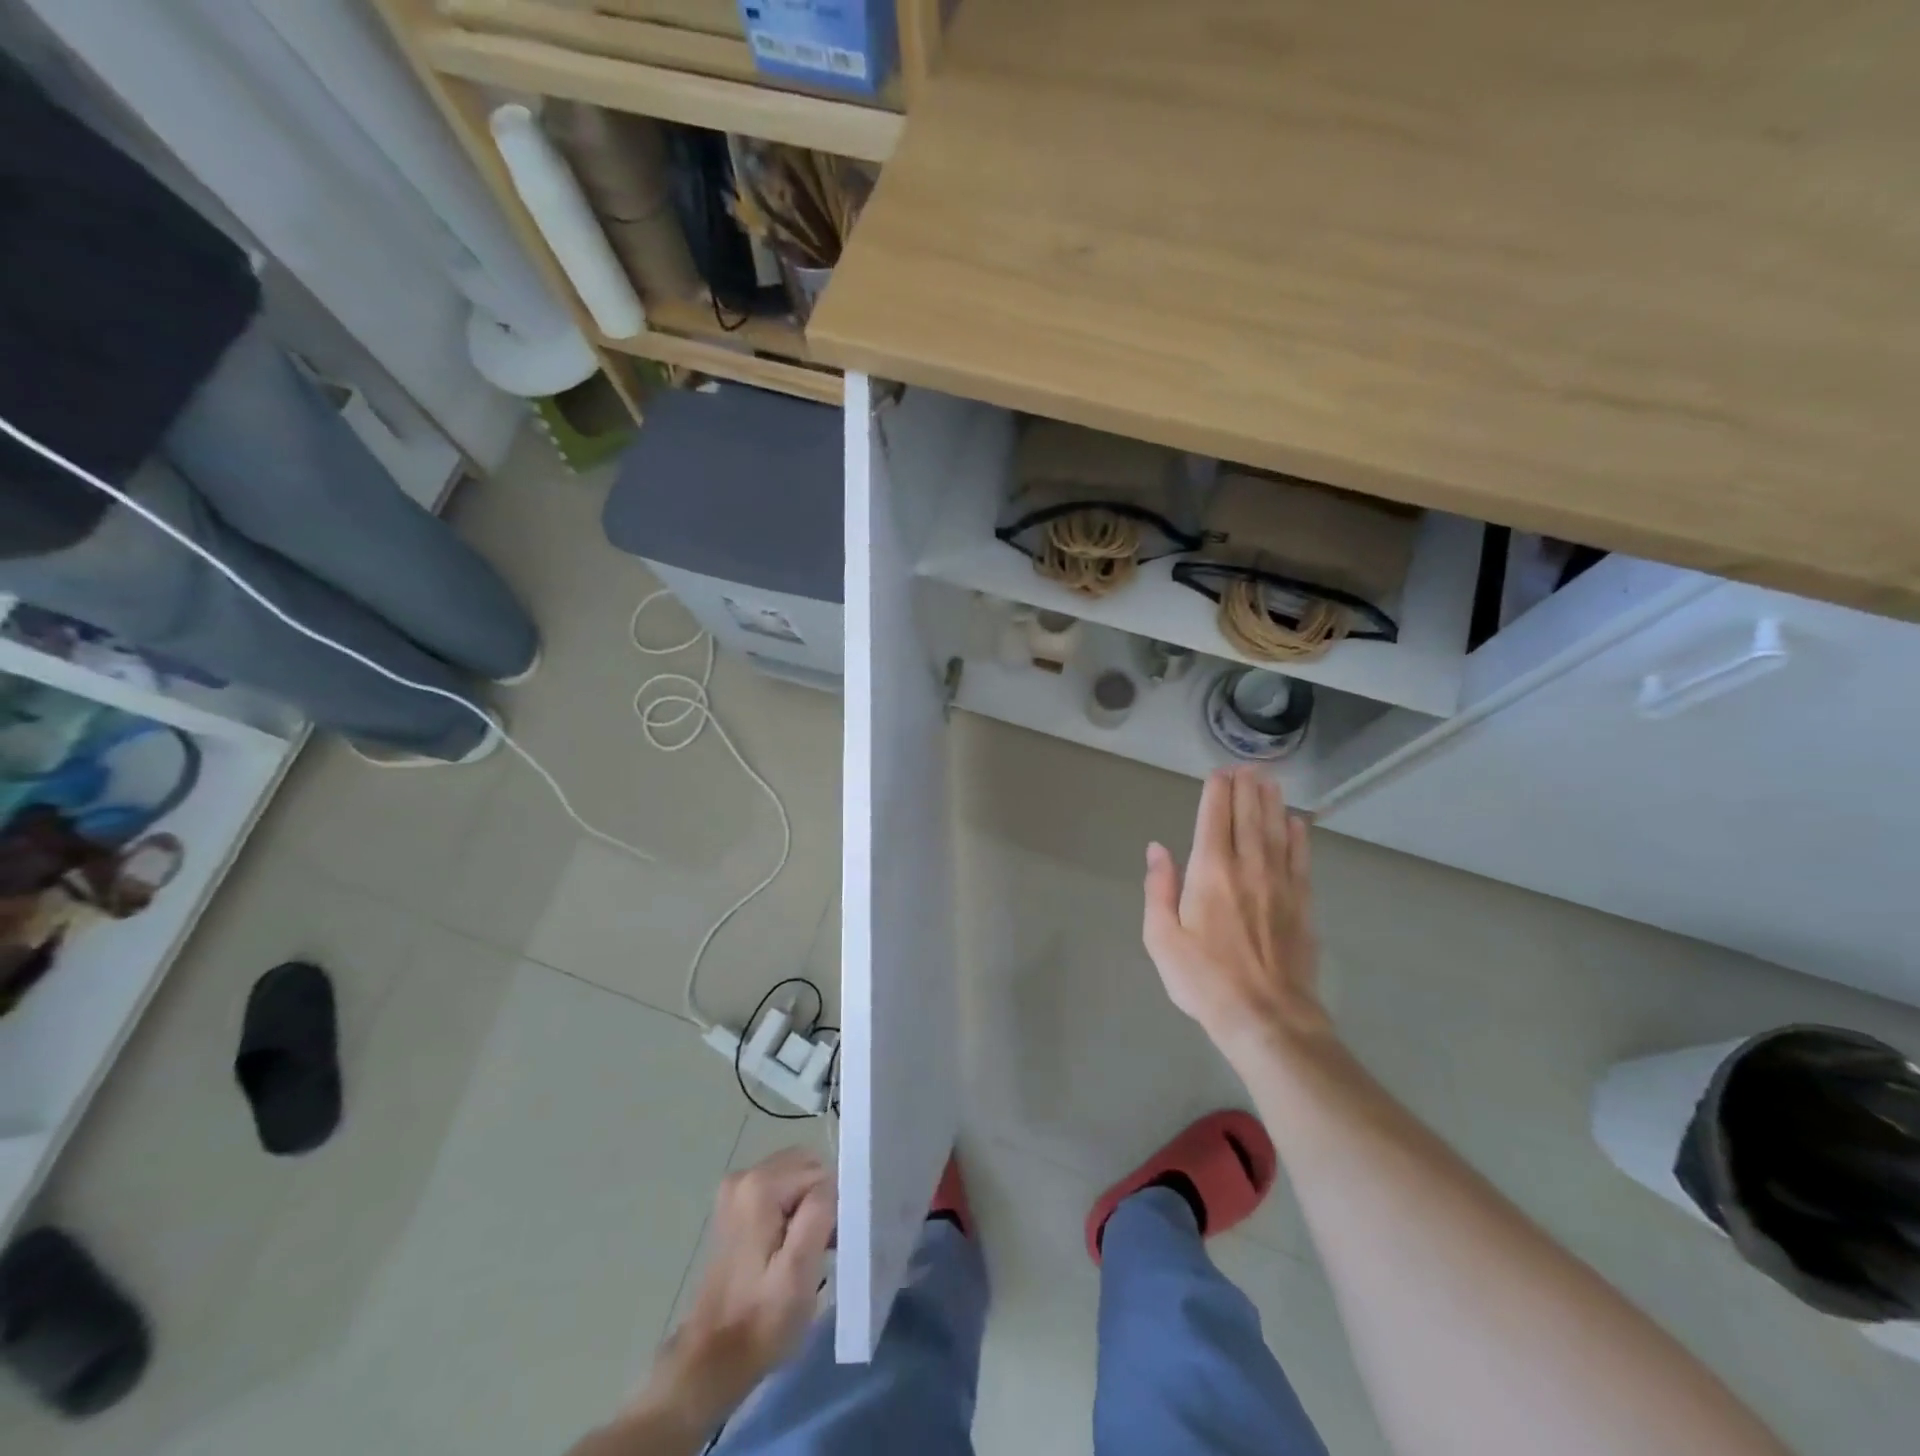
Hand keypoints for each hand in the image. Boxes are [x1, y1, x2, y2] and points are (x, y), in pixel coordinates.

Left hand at [641, 1149, 835, 1436]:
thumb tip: (833, 1183)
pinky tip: (789, 1246)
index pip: (821, 1174)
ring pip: (796, 1176)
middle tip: (821, 1247)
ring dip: (809, 1206)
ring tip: (805, 1250)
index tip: (830, 1247)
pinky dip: (793, 1209)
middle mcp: (745, 1175)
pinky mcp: (735, 1203)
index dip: (833, 1208)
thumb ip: (819, 1214)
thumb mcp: (798, 1272)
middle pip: (807, 1167)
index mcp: (760, 1185)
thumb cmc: (760, 1320)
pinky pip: (781, 1188)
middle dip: (821, 1201)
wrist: (712, 1358)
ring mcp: (736, 1188)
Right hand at [1142, 766, 1331, 1057]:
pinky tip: (1298, 822)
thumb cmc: (1205, 980)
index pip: (1214, 819)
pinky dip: (1299, 835)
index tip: (1219, 772)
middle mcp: (1248, 867)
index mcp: (1210, 872)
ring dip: (1272, 802)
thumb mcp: (1162, 939)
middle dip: (1246, 788)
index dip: (1217, 792)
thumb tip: (1157, 848)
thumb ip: (1158, 889)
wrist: (1268, 1018)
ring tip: (1270, 780)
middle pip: (1249, 816)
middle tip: (1247, 766)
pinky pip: (1301, 858)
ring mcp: (1281, 884)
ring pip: (1277, 830)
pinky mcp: (1303, 904)